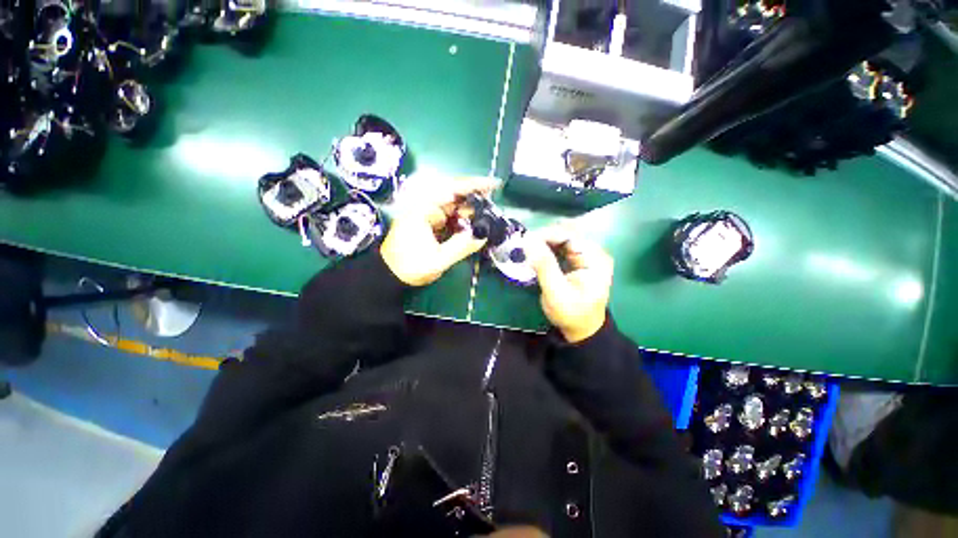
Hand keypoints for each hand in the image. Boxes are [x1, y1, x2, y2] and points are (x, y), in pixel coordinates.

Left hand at [381, 176, 498, 285]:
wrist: (390, 275)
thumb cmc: (409, 267)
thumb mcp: (437, 260)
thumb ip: (461, 247)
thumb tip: (482, 235)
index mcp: (424, 210)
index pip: (452, 190)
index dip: (475, 185)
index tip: (494, 184)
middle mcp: (426, 208)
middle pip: (456, 197)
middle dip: (476, 201)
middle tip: (494, 209)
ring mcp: (428, 215)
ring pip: (455, 208)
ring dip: (471, 213)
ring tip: (487, 220)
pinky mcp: (430, 224)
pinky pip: (451, 218)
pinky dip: (463, 221)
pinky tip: (472, 228)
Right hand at [527, 226, 613, 342]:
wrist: (582, 329)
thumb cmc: (571, 313)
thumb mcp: (556, 292)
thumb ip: (544, 265)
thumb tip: (528, 240)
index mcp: (595, 258)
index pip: (570, 235)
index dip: (547, 234)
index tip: (526, 241)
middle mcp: (595, 251)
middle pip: (567, 233)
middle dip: (544, 237)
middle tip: (525, 246)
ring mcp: (588, 254)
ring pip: (563, 237)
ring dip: (545, 241)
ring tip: (528, 249)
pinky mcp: (579, 259)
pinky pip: (562, 245)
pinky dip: (548, 247)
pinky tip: (537, 253)